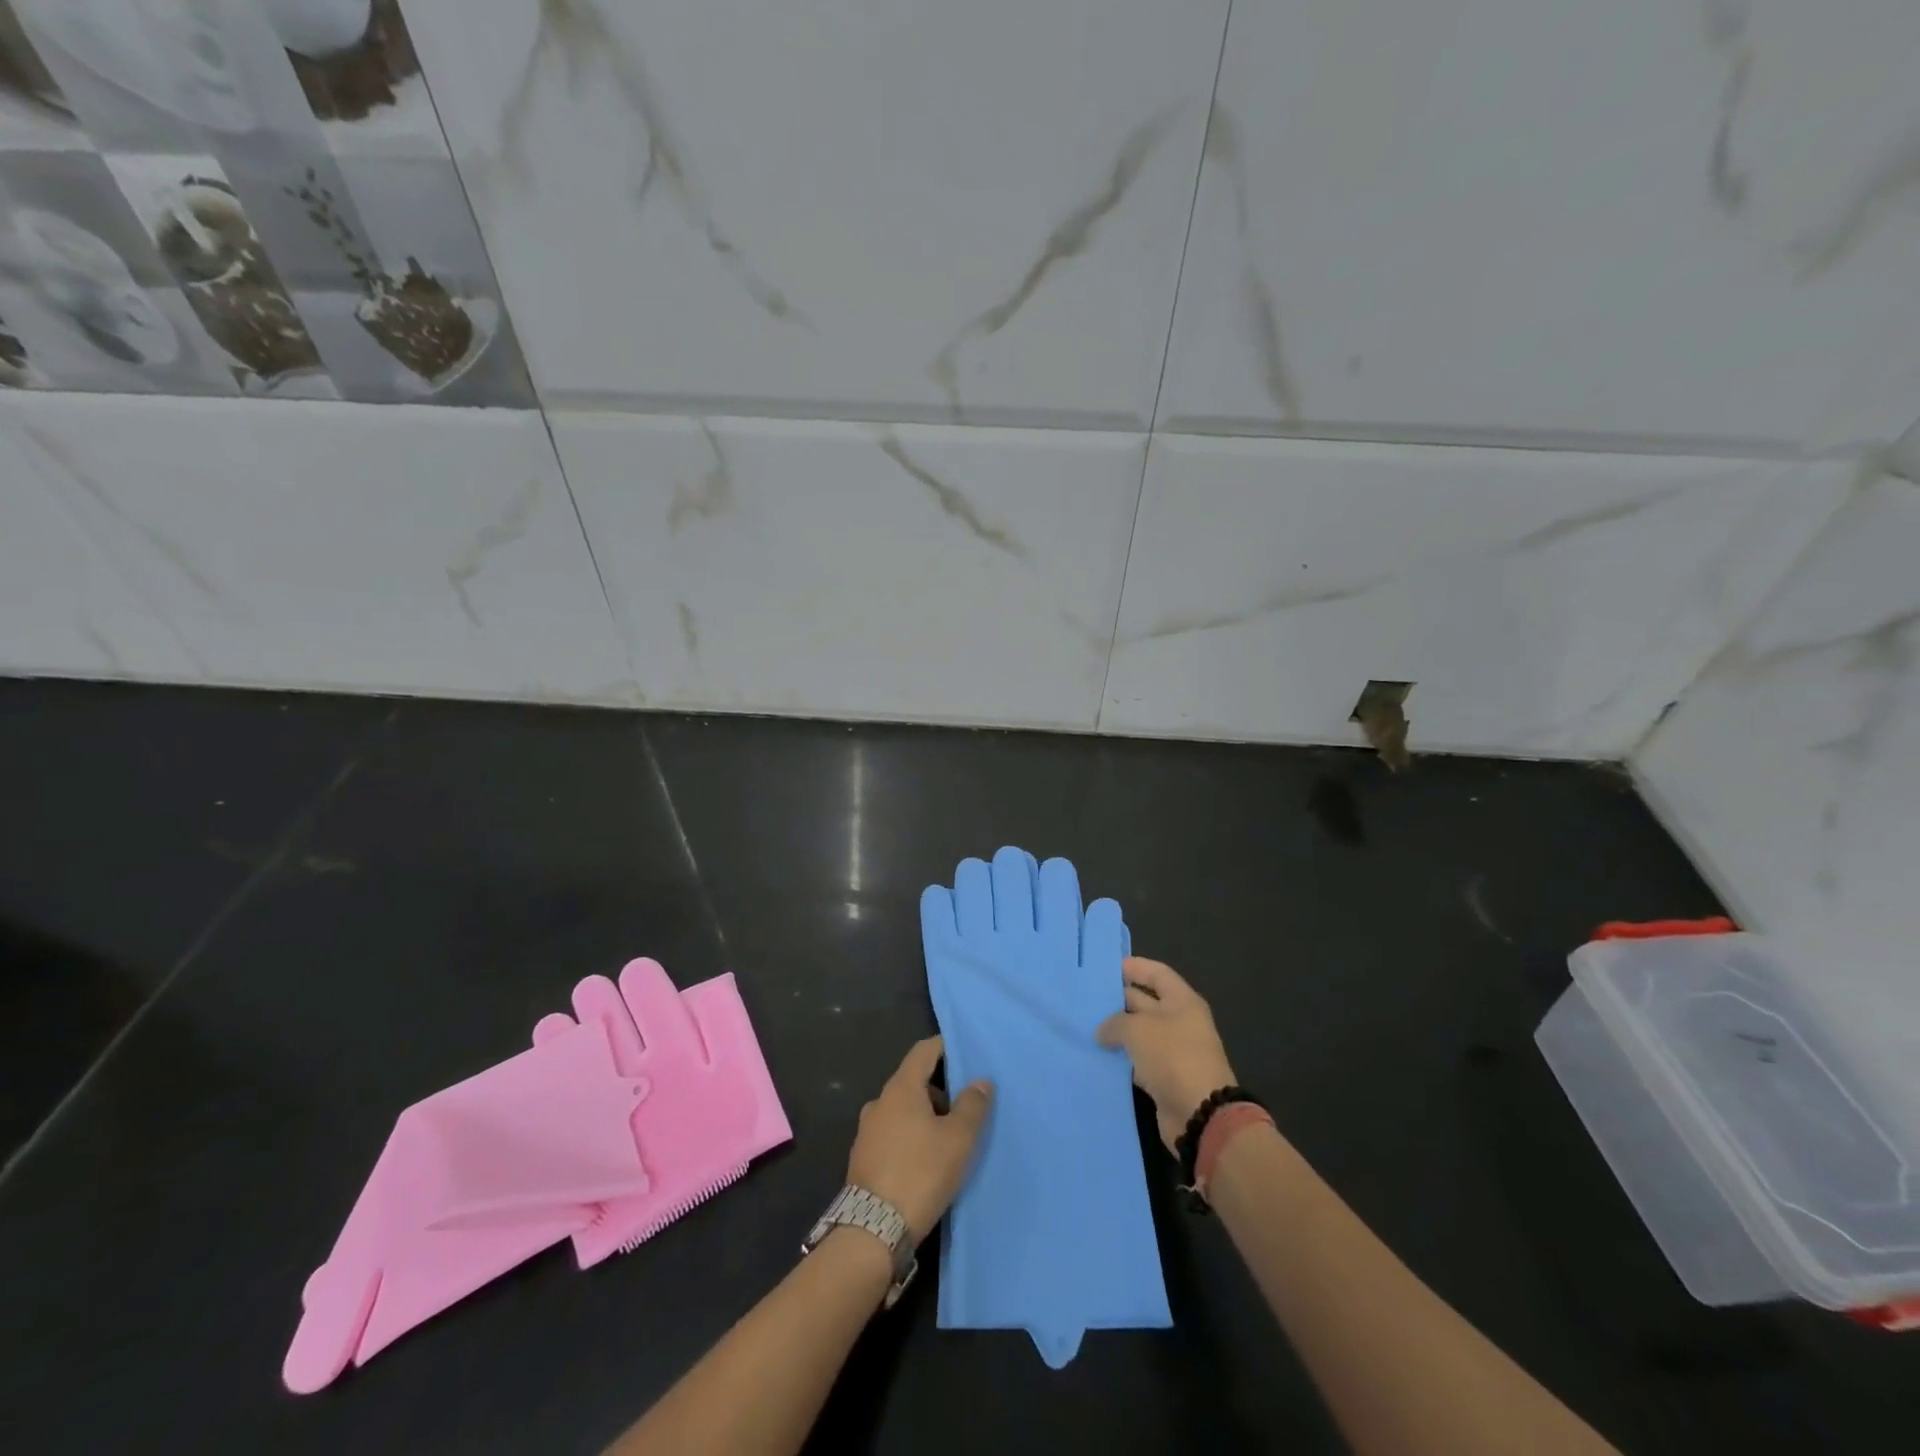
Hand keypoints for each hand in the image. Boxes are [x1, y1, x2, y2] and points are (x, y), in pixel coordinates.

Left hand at [847, 1037, 993, 1241]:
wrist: (872, 1231)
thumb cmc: (920, 1174)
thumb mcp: (958, 1140)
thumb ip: (972, 1106)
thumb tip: (980, 1081)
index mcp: (901, 1088)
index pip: (923, 1051)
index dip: (944, 1047)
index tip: (965, 1053)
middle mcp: (879, 1102)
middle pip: (913, 1081)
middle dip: (939, 1089)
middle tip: (965, 1107)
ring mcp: (867, 1130)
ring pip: (902, 1110)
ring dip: (925, 1116)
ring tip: (949, 1139)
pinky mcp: (863, 1158)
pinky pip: (892, 1133)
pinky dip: (910, 1136)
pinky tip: (925, 1161)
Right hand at [1096, 958, 1237, 1151]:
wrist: (1199, 1114)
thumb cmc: (1172, 1057)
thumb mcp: (1138, 1030)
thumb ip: (1115, 1023)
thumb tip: (1103, 1031)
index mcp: (1182, 1001)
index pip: (1156, 973)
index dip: (1134, 967)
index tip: (1106, 967)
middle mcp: (1179, 1022)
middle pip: (1145, 1002)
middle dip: (1118, 1000)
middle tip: (1086, 998)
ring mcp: (1173, 1051)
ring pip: (1139, 1033)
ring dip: (1116, 1031)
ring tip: (1086, 1025)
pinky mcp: (1164, 1077)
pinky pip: (1138, 1059)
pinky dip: (1121, 1057)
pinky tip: (1097, 1055)